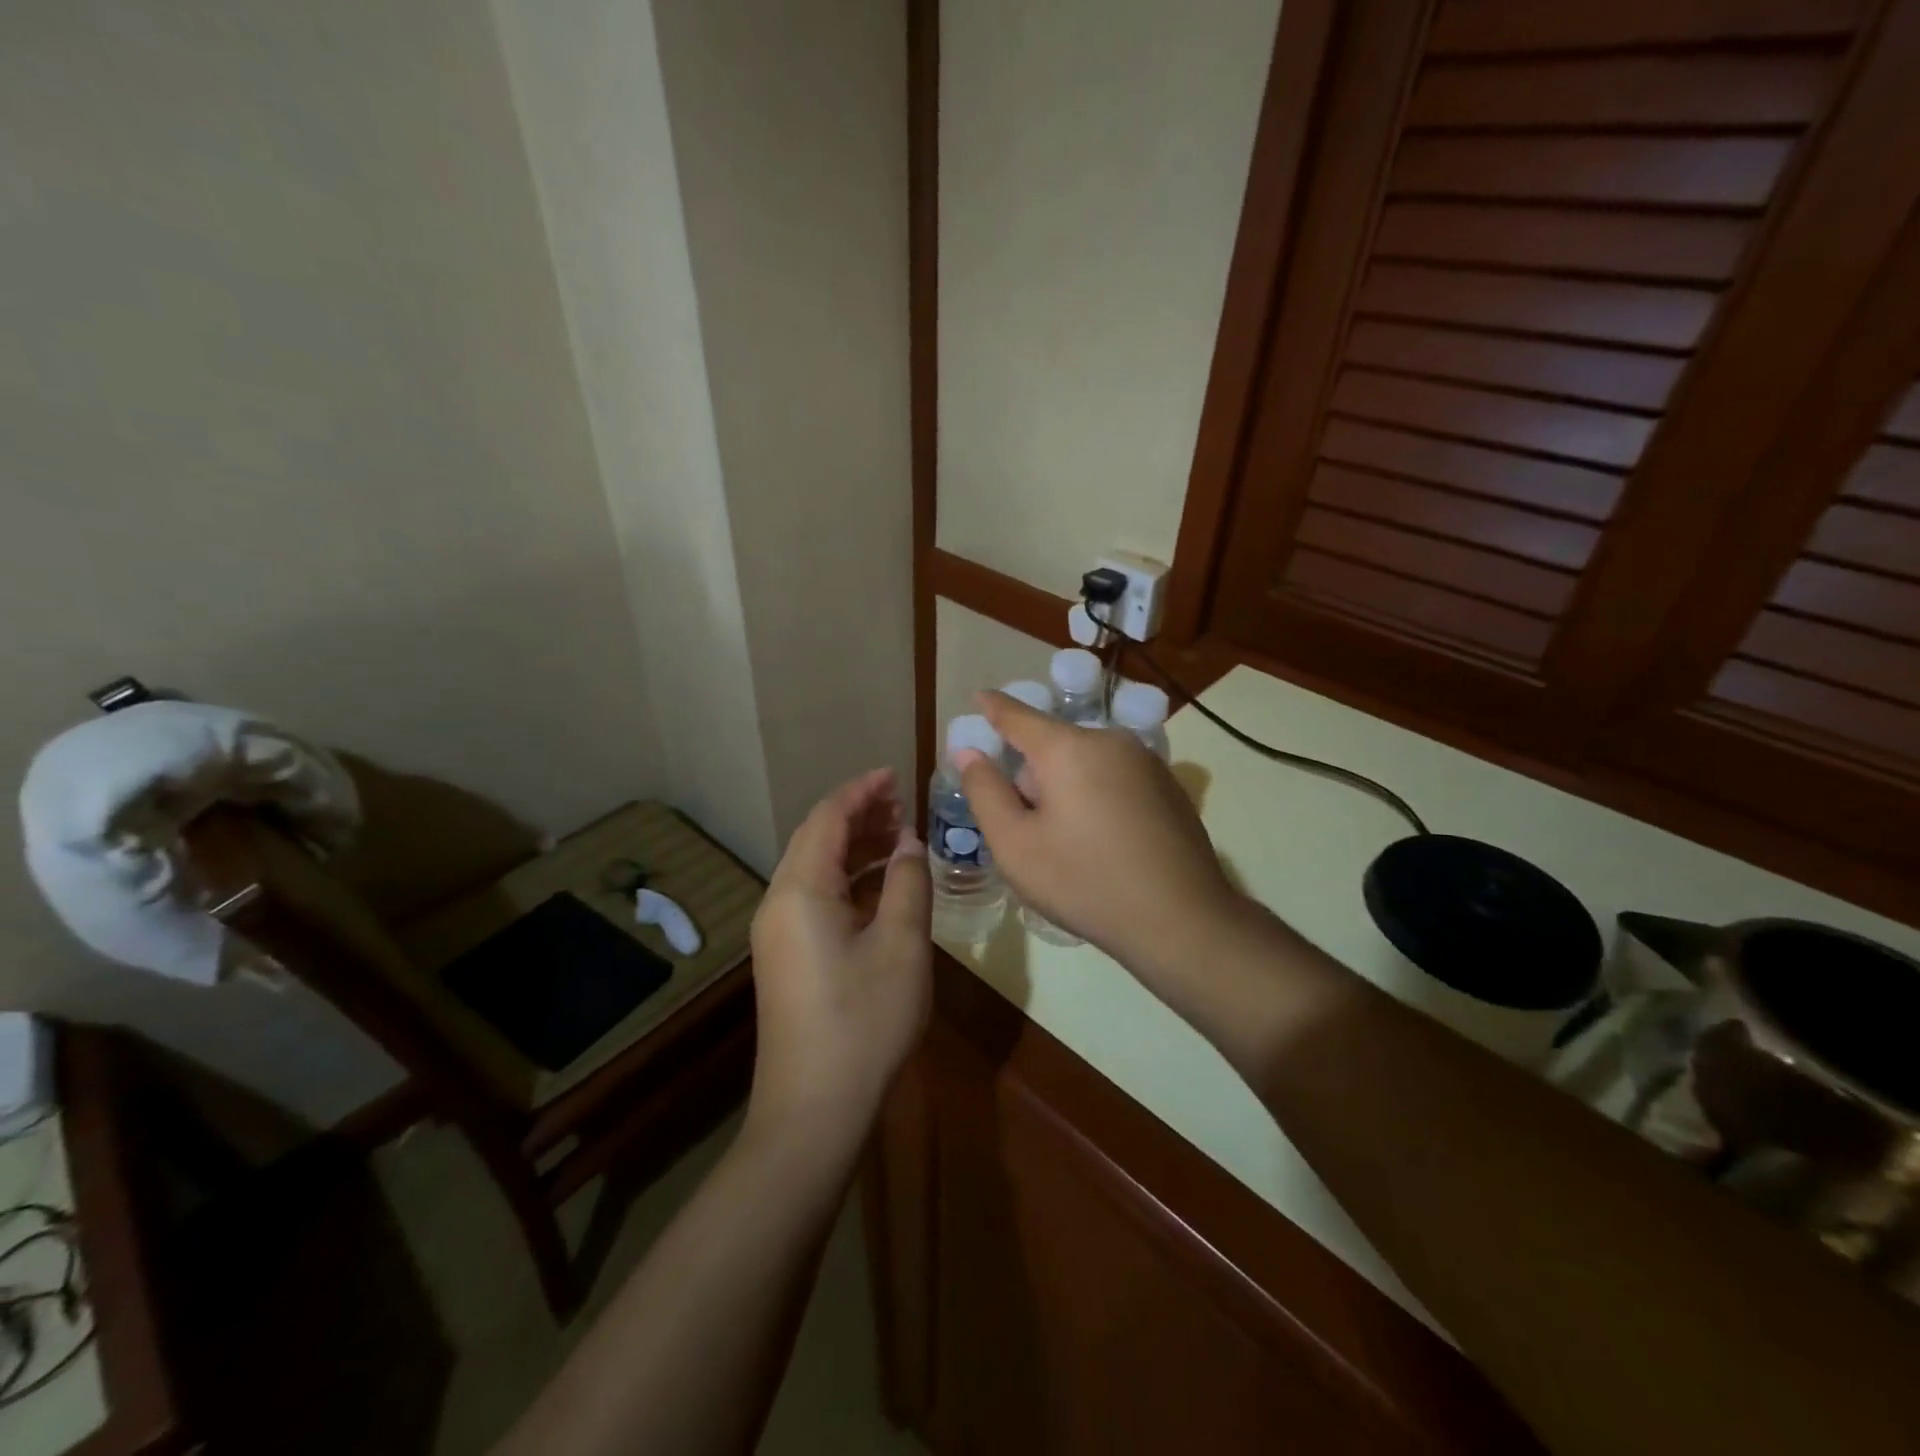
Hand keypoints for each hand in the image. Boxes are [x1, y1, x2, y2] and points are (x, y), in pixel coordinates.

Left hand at [747, 769, 930, 1147]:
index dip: (862, 790)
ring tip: (898, 838)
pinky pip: (815, 898)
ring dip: (854, 847)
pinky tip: (881, 888)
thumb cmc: (863, 1021)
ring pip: (815, 869)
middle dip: (859, 815)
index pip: (828, 817)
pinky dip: (847, 880)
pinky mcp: (785, 957)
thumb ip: (907, 882)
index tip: (897, 775)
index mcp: (801, 889)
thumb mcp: (901, 945)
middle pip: (817, 838)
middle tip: (903, 805)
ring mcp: (777, 932)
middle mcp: (779, 902)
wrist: (812, 1110)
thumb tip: (907, 842)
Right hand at [956, 691, 1243, 974]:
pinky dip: (1098, 796)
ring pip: (1086, 762)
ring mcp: (1146, 761)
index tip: (978, 697)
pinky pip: (1115, 777)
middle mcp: (1110, 740)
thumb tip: (969, 752)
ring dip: (1067, 787)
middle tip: (1028, 827)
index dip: (993, 707)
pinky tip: (1105, 844)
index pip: (1018, 715)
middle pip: (1054, 745)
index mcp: (1068, 747)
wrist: (1181, 920)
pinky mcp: (1168, 786)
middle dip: (1033, 774)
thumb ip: (984, 791)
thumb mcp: (1015, 845)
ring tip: (1068, 842)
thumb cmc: (1084, 882)